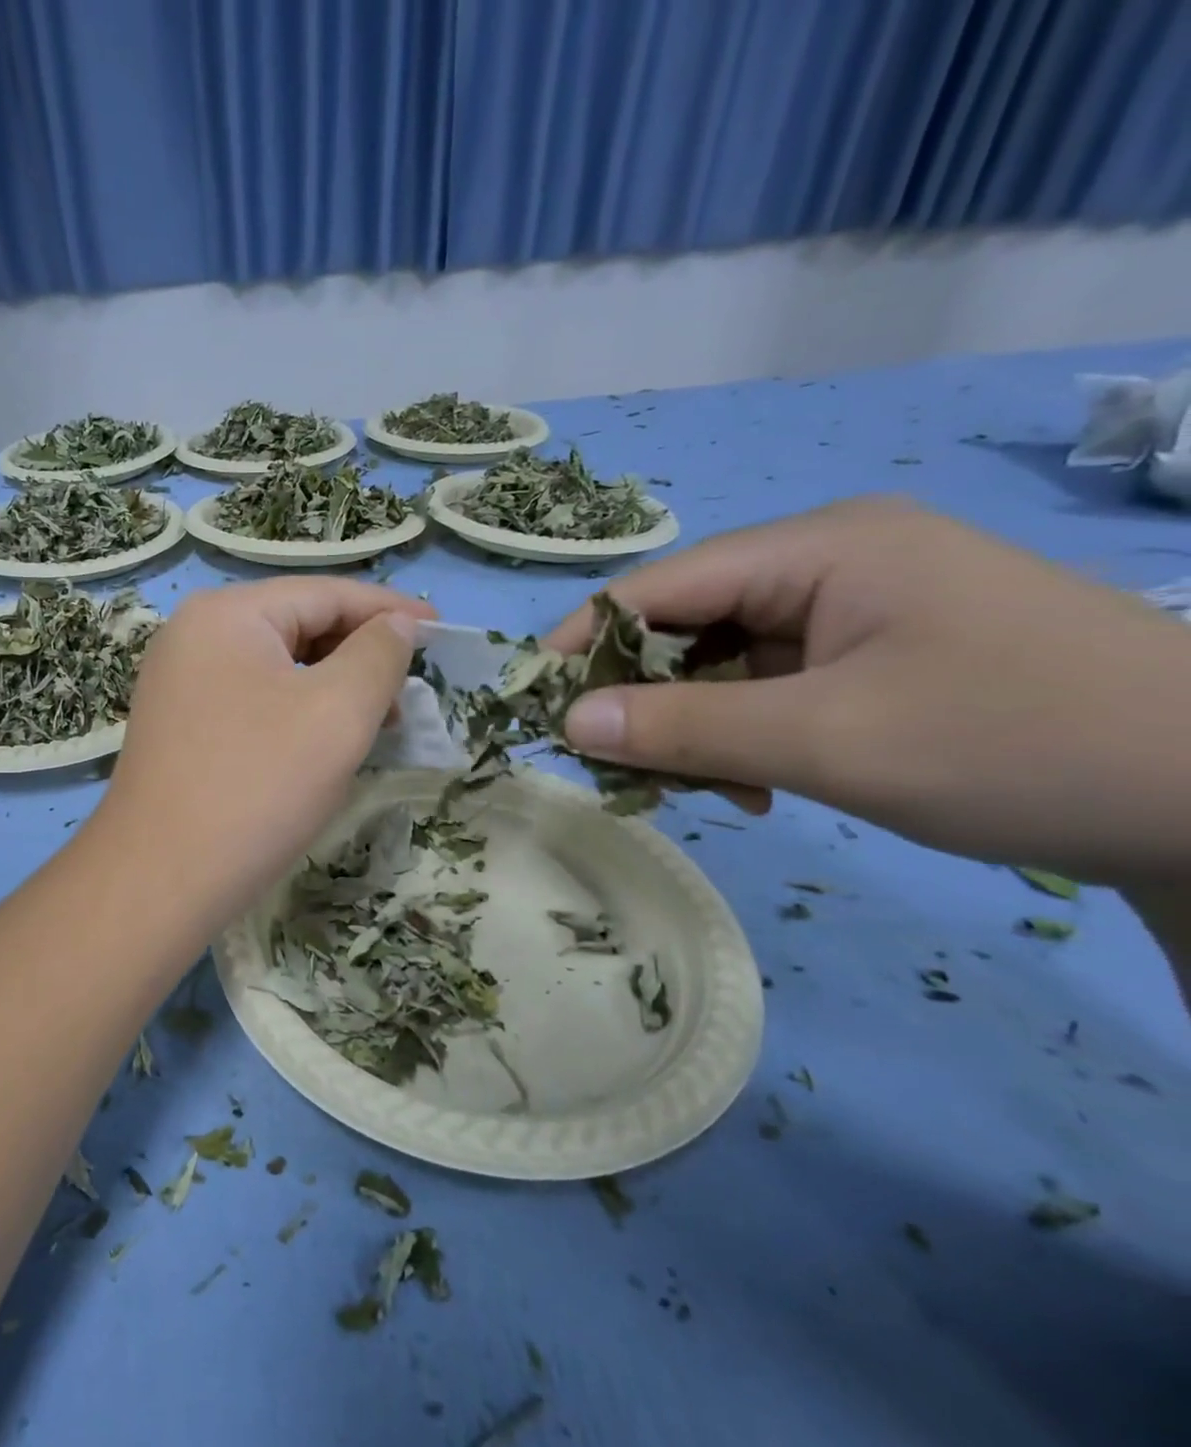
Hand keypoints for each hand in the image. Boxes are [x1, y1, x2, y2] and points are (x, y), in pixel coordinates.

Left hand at [97, 577, 432, 925]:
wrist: (160, 879)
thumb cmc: (257, 785)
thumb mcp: (337, 712)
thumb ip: (378, 654)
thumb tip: (396, 626)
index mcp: (226, 614)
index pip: (324, 594)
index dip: (389, 610)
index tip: (442, 632)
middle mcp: (193, 635)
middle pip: (297, 626)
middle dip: (360, 654)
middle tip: (411, 690)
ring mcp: (180, 683)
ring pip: (277, 668)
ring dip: (332, 687)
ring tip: (379, 722)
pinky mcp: (180, 726)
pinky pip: (253, 701)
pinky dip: (297, 712)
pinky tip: (325, 743)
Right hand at [543, 496, 1190, 884]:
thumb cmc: (1017, 745)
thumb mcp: (827, 740)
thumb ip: (683, 727)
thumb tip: (568, 724)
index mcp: (819, 547)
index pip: (659, 584)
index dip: (586, 642)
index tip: (536, 705)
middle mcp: (828, 562)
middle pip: (687, 624)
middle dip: (647, 697)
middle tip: (625, 769)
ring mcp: (854, 609)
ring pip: (723, 664)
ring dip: (696, 727)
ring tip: (712, 791)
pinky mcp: (874, 654)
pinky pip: (768, 687)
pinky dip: (743, 735)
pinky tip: (760, 784)